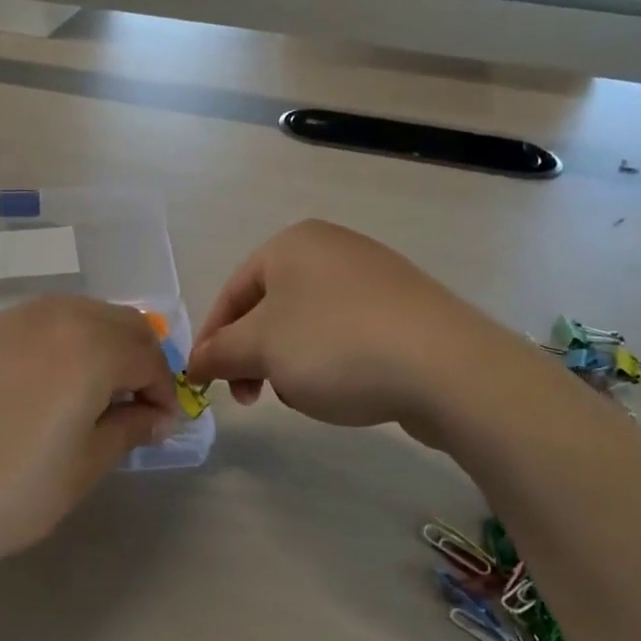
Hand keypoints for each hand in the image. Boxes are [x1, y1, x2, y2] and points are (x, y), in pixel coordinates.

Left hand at [0, 298, 178, 581]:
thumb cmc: (4, 494)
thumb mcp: (81, 469)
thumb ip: (127, 429)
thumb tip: (157, 414)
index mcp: (90, 348)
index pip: (149, 357)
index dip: (164, 391)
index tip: (160, 425)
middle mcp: (54, 316)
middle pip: (119, 321)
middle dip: (139, 358)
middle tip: (133, 404)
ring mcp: (8, 319)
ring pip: (76, 313)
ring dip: (99, 343)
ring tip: (90, 392)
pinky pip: (34, 323)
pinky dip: (57, 342)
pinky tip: (39, 384)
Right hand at [187, 219, 495, 440]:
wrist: (446, 366)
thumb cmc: (335, 345)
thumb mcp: (261, 349)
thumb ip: (219, 353)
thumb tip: (194, 362)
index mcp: (292, 243)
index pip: (232, 291)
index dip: (213, 339)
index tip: (205, 382)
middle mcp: (332, 248)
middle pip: (270, 307)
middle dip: (254, 355)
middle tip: (251, 396)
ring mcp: (373, 276)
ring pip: (307, 324)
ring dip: (292, 362)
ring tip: (305, 395)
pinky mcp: (404, 308)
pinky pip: (347, 333)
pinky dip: (333, 361)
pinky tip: (345, 389)